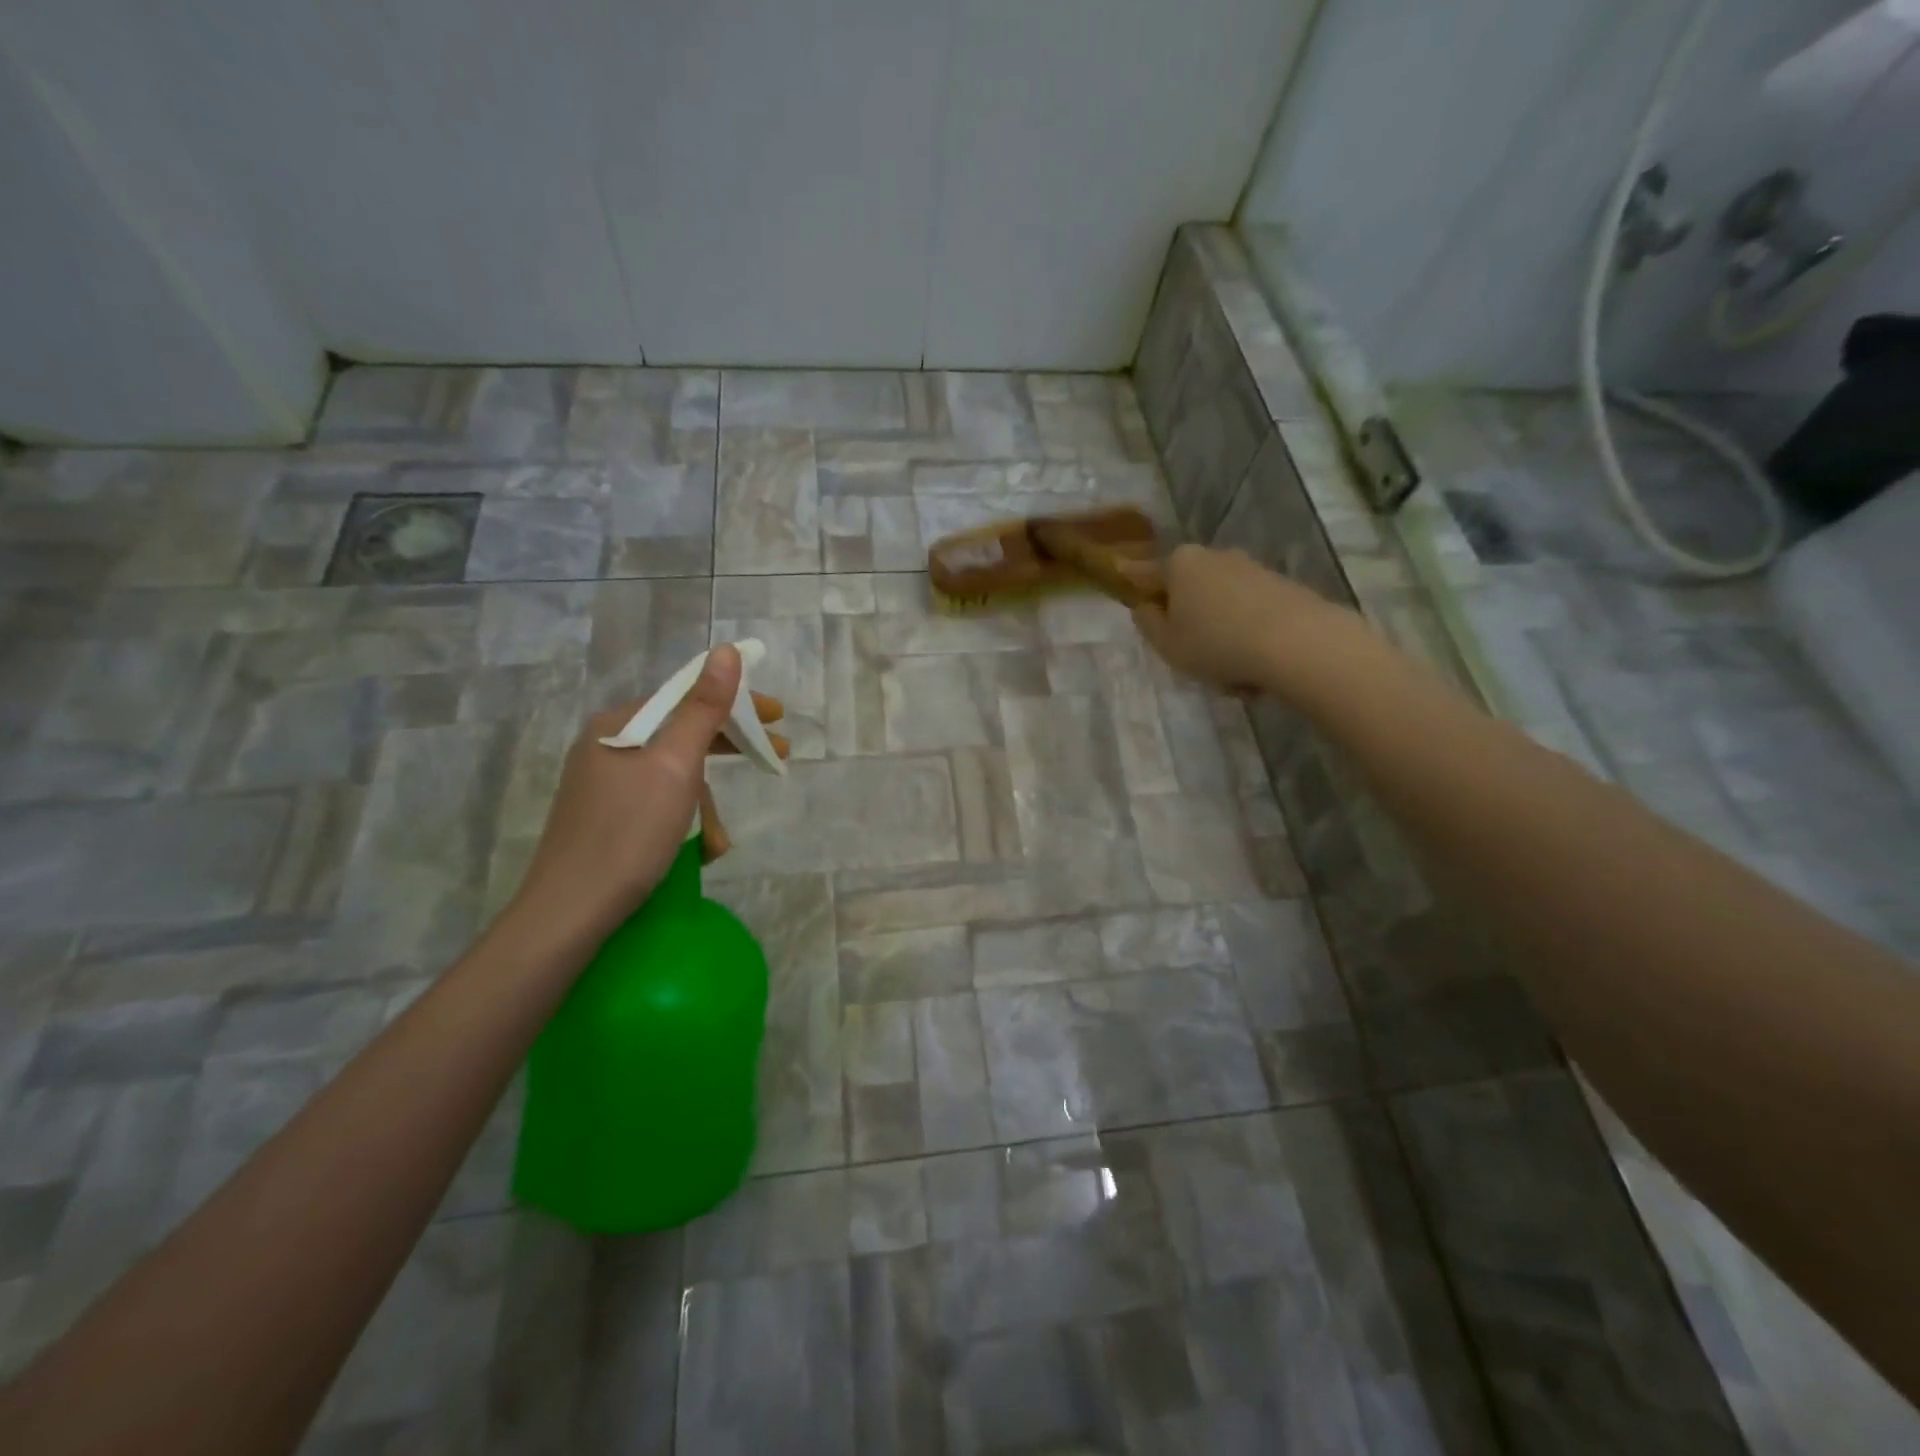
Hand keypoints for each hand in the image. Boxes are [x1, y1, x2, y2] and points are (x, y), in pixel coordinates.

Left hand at [506, 645, 786, 947]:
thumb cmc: (629, 833)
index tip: (777, 716)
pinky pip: (660, 804)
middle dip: (729, 751)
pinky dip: (685, 822)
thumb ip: (703, 708)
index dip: (736, 703)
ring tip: (718, 841)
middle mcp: (608, 747)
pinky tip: (698, 851)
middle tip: (776, 757)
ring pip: (675, 777)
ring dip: (706, 805)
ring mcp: (604, 785)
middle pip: (683, 736)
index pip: (687, 696)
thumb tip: (727, 651)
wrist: (570, 913)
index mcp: (618, 725)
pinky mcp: (606, 819)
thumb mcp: (676, 766)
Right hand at [1131, 544, 1339, 693]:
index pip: (1146, 574)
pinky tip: (1257, 674)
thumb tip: (1147, 606)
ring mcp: (1253, 570)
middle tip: (1191, 658)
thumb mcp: (1167, 643)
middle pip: (1190, 592)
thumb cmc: (1216, 643)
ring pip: (1223, 609)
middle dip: (1189, 622)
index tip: (1129, 588)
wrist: (1298, 643)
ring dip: (1222, 639)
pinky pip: (1252, 617)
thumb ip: (1148, 623)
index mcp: (1180, 564)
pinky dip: (1249, 641)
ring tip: (1233, 679)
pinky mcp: (1284, 588)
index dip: (1135, 586)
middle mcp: (1216, 557)